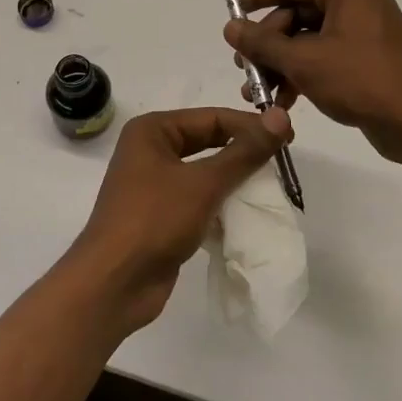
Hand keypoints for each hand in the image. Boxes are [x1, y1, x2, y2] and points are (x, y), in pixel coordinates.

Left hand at [65, 106, 291, 331]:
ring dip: (234, 178)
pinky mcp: (161, 215)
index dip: (250, 125)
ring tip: (270, 186)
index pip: (211, 118)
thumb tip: (281, 116)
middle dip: (243, 151)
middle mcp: (150, 151)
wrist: (113, 284)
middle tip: (282, 159)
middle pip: (207, 141)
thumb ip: (244, 152)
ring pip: (204, 172)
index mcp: (152, 131)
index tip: (288, 136)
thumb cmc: (154, 220)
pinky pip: (198, 198)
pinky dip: (221, 202)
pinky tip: (246, 212)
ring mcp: (153, 185)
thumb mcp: (204, 183)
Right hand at [224, 0, 401, 165]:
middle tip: (243, 67)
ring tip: (256, 93)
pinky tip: (282, 101)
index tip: (231, 14)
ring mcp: (363, 31)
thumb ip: (263, 43)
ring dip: (280, 64)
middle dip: (267, 44)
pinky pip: (324, 57)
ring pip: (307, 40)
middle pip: (296, 14)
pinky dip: (302, 74)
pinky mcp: (366, 59)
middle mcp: (356, 2)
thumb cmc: (360, 80)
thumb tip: (230, 27)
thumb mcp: (304, 60)